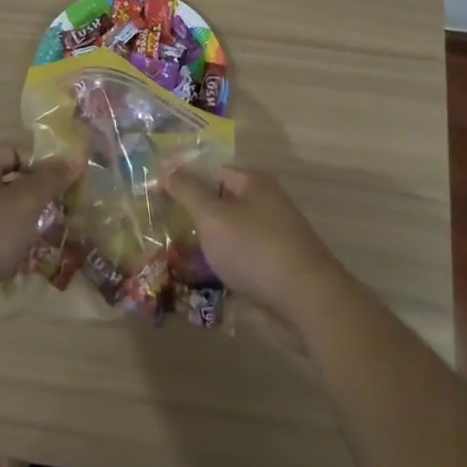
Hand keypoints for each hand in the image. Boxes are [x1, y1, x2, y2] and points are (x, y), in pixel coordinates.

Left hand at [0, 145, 80, 316]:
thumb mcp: (24, 203)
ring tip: (46, 236)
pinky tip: (23, 260)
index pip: (12, 152)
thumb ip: (50, 180)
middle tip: (59, 209)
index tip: (61, 181)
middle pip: (6, 183)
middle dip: (34, 196)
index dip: (39, 162)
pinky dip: (7, 244)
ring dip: (23, 223)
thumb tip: (74, 159)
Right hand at [162, 165, 354, 331]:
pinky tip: (203, 280)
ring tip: (175, 257)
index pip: (211, 171)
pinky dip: (223, 264)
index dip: (184, 181)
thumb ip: (187, 190)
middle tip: (162, 229)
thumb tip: (166, 165)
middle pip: (221, 202)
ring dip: (206, 244)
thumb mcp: (213, 217)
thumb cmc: (255, 249)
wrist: (308, 301)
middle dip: (193, 216)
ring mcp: (274, 235)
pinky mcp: (277, 266)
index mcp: (253, 183)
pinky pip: (242, 258)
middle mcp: (266, 203)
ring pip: (230, 233)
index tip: (157, 197)